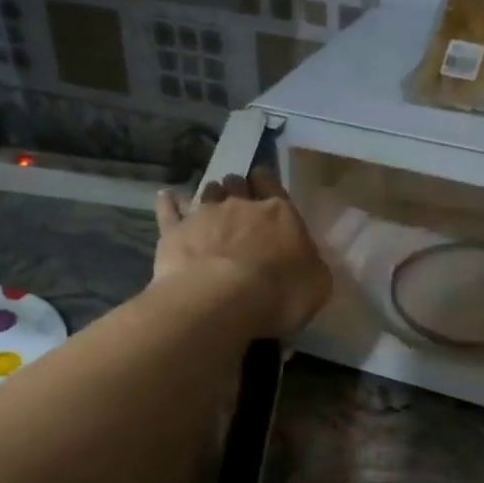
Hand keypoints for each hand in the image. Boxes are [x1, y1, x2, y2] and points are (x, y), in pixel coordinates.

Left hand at [154, 167, 331, 338]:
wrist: (223, 300)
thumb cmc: (280, 294)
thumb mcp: (317, 284)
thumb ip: (310, 265)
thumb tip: (305, 261)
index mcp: (280, 213)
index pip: (273, 185)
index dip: (267, 181)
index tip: (263, 181)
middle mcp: (241, 205)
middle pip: (238, 185)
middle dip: (238, 189)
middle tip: (239, 200)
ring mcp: (204, 215)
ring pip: (207, 192)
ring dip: (211, 195)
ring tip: (210, 204)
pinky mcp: (175, 232)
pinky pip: (169, 210)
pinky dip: (169, 202)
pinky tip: (166, 197)